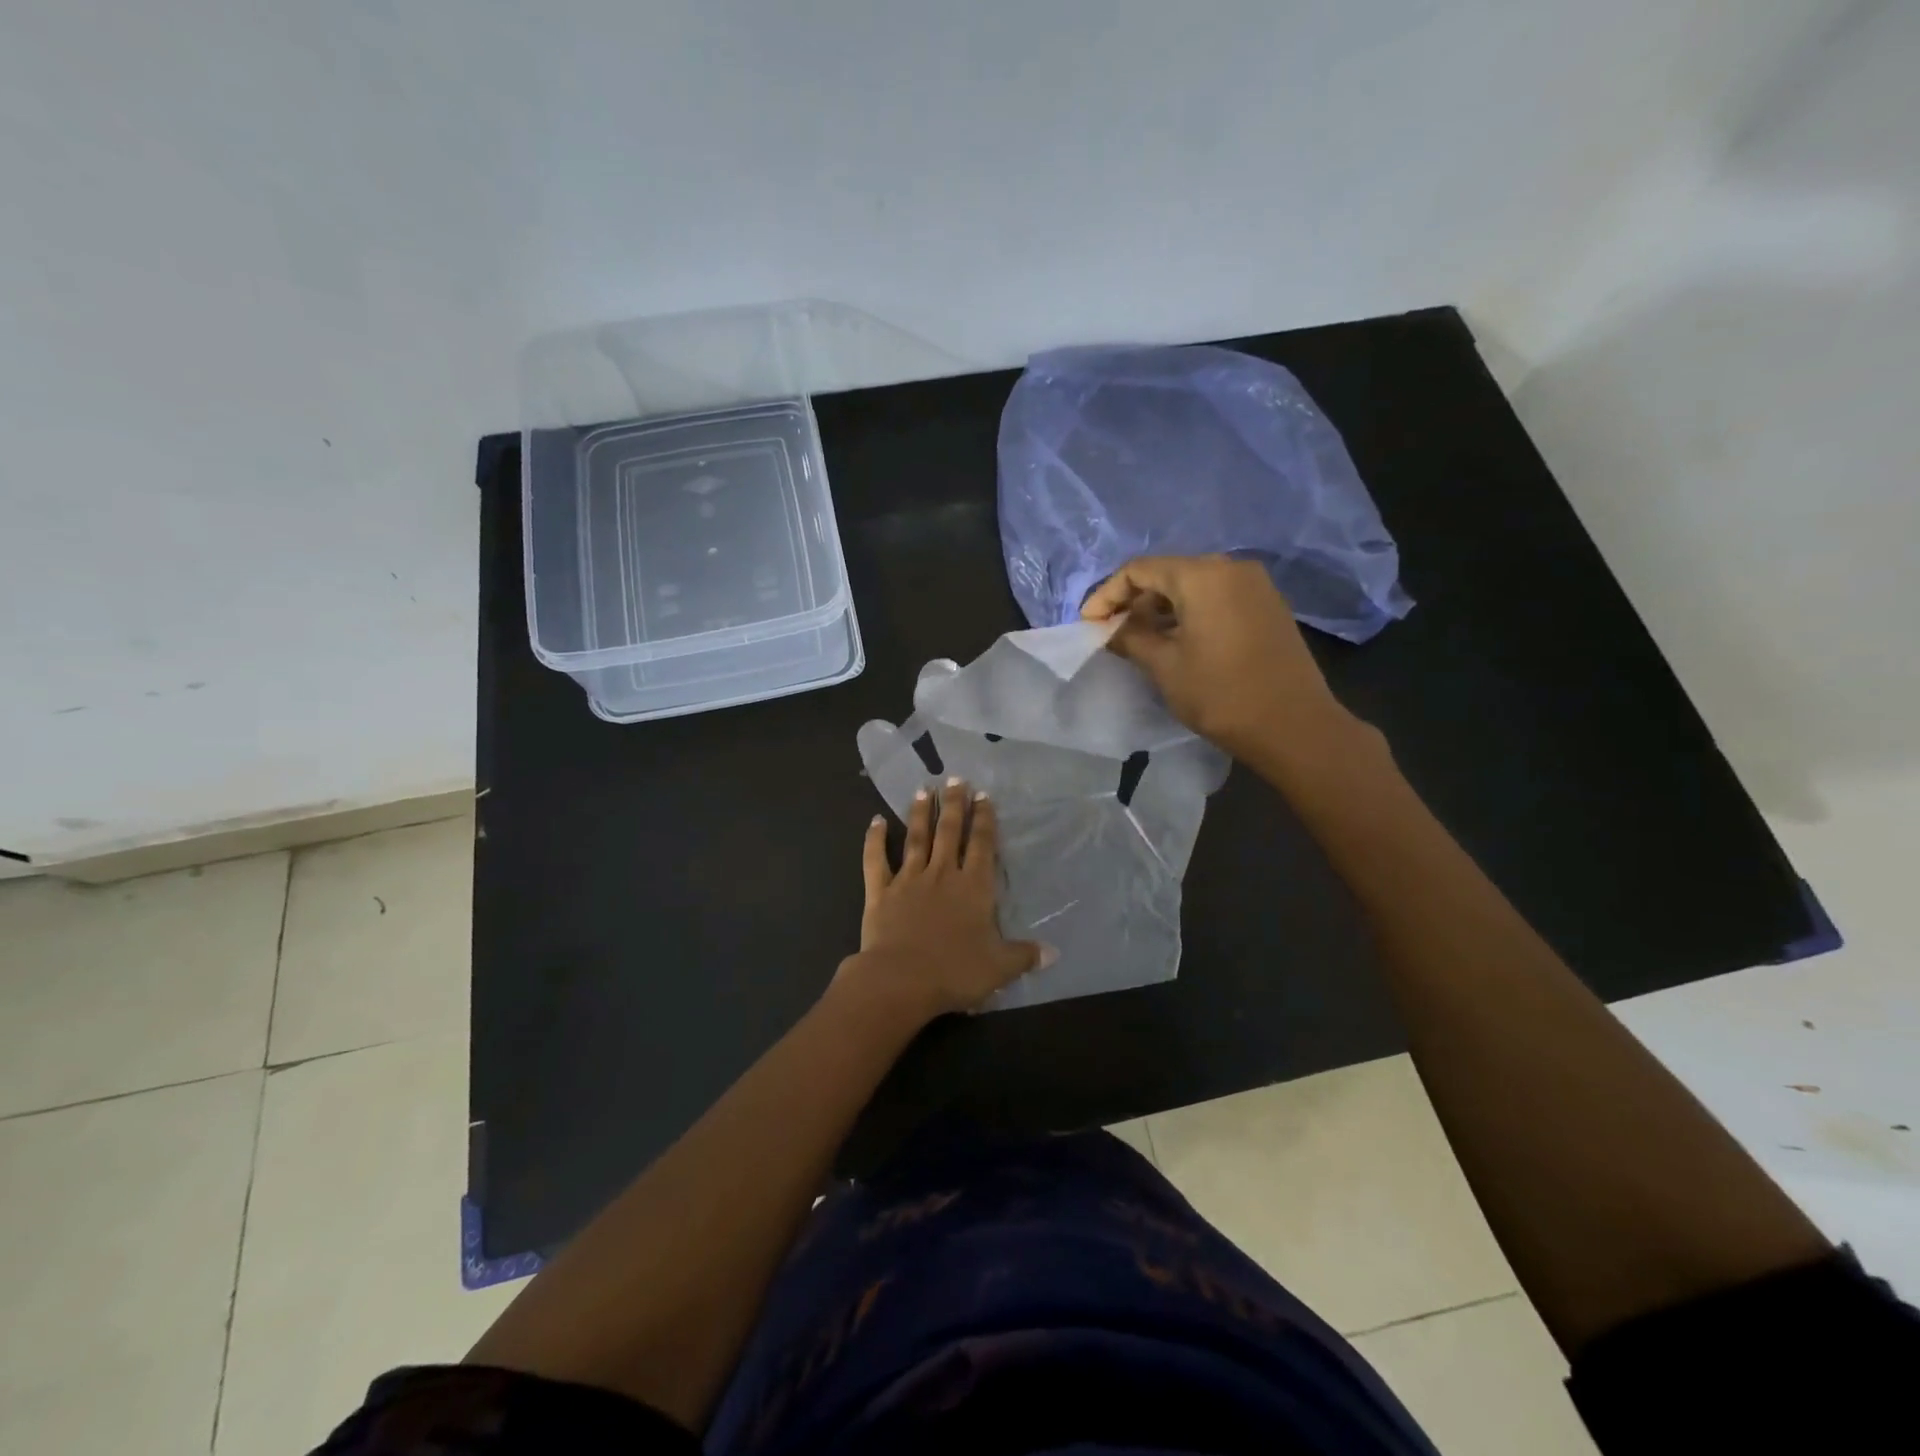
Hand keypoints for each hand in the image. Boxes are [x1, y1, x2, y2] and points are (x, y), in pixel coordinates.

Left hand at [835, 777, 1049, 1023]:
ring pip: (916, 838)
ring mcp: (909, 880)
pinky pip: (876, 860)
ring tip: (923, 789)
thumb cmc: (955, 972)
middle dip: (954, 804)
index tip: (983, 795)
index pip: (982, 845)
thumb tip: (1054, 953)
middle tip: (955, 779)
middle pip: (950, 832)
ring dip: (920, 813)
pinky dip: (874, 839)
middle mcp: (942, 875)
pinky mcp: (880, 891)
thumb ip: (1024, 955)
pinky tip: (875, 821)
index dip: (984, 820)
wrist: (901, 980)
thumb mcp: (999, 968)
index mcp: (974, 888)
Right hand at [1080, 554, 1355, 761]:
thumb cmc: (1221, 694)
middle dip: (1134, 600)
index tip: (1089, 624)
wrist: (1294, 726)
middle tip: (1111, 632)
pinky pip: (1217, 597)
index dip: (1107, 594)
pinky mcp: (1267, 605)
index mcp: (1203, 575)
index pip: (1139, 569)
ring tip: (1139, 640)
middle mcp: (1231, 568)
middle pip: (1168, 573)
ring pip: (1193, 585)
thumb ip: (1130, 638)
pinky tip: (1175, 641)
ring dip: (1161, 608)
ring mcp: (1255, 585)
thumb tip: (1108, 629)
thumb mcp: (1165, 666)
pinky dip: (1189, 612)